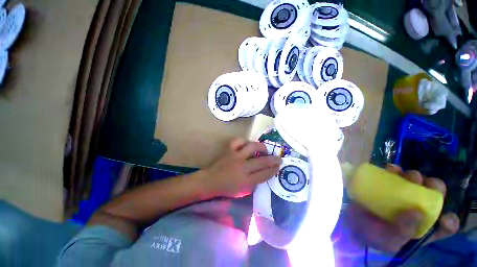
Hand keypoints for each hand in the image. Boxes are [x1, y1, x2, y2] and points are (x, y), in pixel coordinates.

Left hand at [203, 138, 281, 197]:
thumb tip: (265, 172)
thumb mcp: (243, 191)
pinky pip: (238, 141)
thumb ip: (255, 182)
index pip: (265, 174)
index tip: (278, 166)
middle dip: (273, 159)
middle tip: (278, 158)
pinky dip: (244, 141)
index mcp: (246, 181)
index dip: (274, 169)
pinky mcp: (228, 150)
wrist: (210, 181)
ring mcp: (235, 156)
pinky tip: (247, 144)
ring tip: (264, 149)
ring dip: (261, 147)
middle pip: (262, 161)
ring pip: (252, 146)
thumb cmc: (227, 188)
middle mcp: (242, 167)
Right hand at [340, 164, 459, 252]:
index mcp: (421, 228)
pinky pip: (394, 176)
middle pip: (433, 197)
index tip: (444, 217)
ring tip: (407, 175)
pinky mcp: (386, 187)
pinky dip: (395, 170)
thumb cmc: (372, 235)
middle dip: (434, 188)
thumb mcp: (388, 240)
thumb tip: (418, 212)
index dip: (449, 221)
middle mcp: (416, 209)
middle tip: (426, 183)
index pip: (443, 225)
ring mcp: (401, 197)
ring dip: (415, 177)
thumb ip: (403, 230)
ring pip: (416, 183)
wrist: (350, 221)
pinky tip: (391, 169)